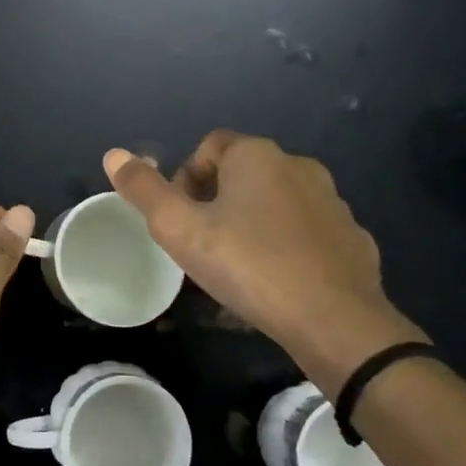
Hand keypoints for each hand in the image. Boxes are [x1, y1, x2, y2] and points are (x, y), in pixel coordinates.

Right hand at [104, 133, 425, 392]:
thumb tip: (113, 154)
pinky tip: (276, 280)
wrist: (333, 320)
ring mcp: (332, 202)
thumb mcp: (179, 229)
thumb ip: (144, 190)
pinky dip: (286, 245)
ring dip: (252, 221)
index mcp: (257, 156)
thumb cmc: (247, 264)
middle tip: (201, 243)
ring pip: (276, 201)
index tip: (181, 217)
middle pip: (243, 172)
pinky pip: (306, 231)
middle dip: (216, 200)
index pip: (210, 146)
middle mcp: (298, 166)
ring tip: (236, 265)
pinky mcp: (352, 237)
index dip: (185, 176)